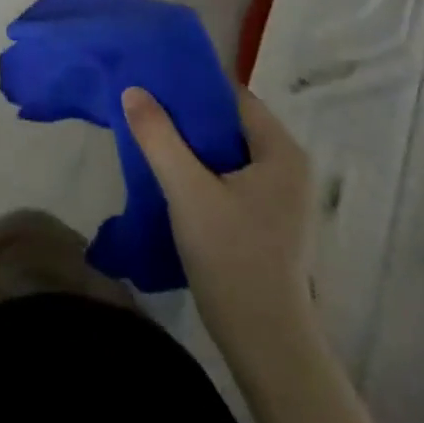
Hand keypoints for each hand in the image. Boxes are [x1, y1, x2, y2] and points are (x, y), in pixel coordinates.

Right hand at [123, 84, 316, 359]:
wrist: (266, 341)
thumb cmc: (232, 256)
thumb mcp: (186, 189)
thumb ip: (158, 136)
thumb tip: (133, 90)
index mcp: (281, 152)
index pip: (234, 97)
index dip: (193, 86)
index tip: (154, 81)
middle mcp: (289, 167)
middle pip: (231, 124)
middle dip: (188, 115)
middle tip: (144, 108)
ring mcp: (283, 198)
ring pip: (229, 153)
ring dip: (192, 145)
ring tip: (151, 137)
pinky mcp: (270, 222)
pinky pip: (232, 177)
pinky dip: (203, 170)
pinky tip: (172, 177)